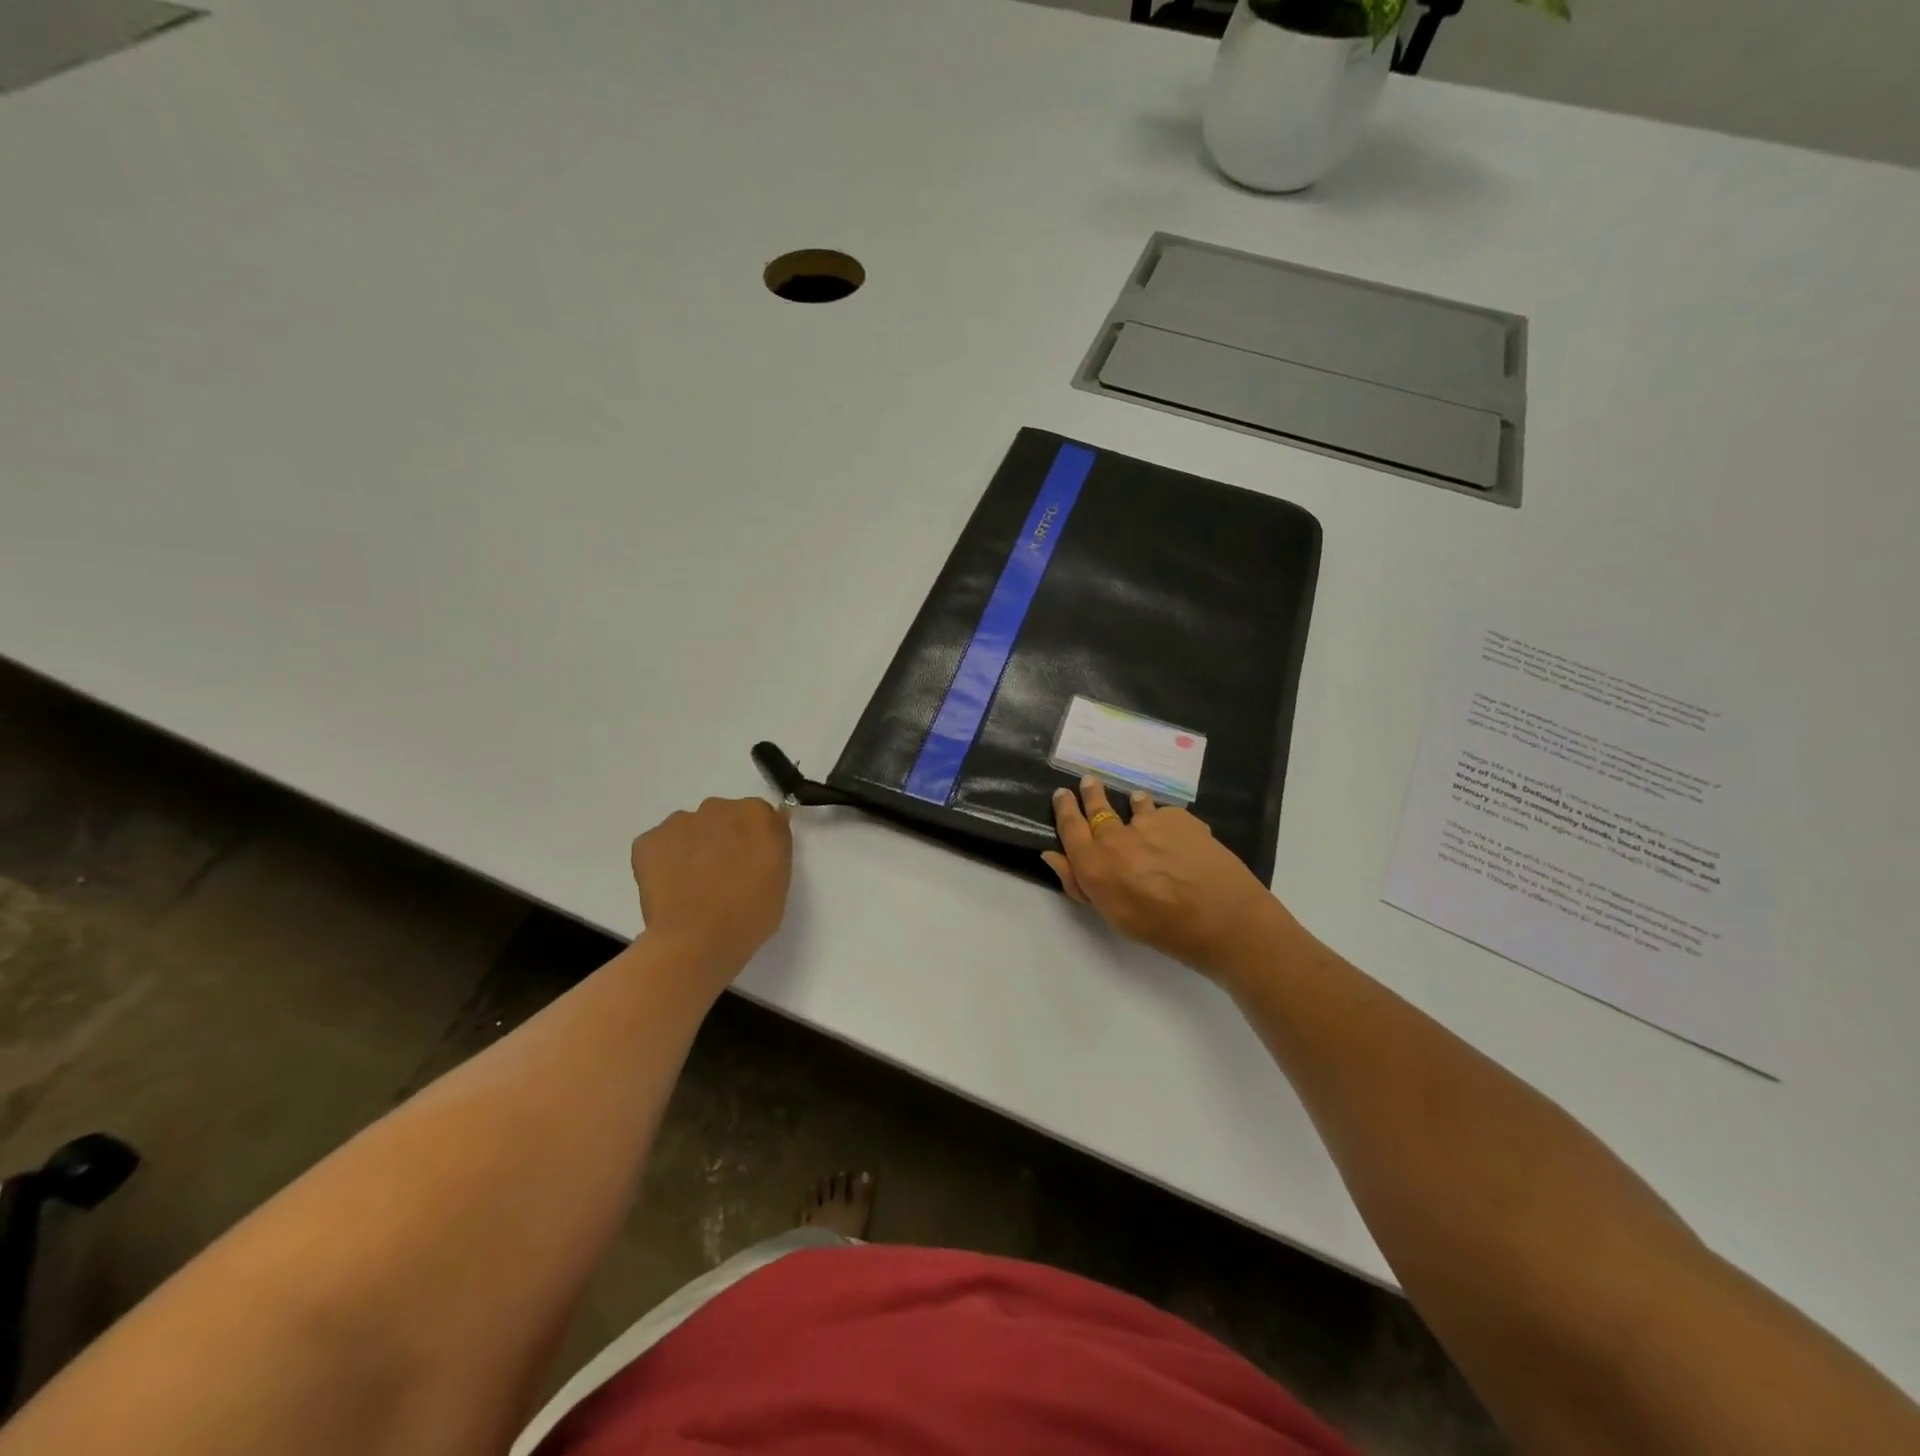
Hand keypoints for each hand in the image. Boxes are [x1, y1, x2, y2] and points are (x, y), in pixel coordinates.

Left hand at [630, 797, 792, 989]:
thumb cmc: (749, 915)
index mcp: (756, 815)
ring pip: (689, 829)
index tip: (751, 864)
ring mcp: (679, 822)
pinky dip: (663, 861)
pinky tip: (670, 888)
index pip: (759, 817)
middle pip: (723, 817)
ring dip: (693, 847)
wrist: (695, 942)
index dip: (754, 840)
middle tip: (722, 876)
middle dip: (722, 839)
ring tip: (692, 886)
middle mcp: (718, 808)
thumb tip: (766, 830)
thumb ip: (774, 845)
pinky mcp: (648, 840)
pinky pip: (659, 845)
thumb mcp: (780, 879)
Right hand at [1044, 778, 1281, 981]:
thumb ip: (1079, 883)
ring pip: (1134, 804)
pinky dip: (1165, 819)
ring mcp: (1148, 822)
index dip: (1064, 808)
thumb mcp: (1112, 915)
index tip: (1061, 794)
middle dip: (1091, 793)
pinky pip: (1166, 813)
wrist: (1220, 917)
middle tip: (1088, 781)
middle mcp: (1115, 837)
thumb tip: (1053, 856)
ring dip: (1132, 802)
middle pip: (1098, 807)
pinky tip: (1176, 830)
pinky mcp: (1178, 817)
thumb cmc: (1160, 928)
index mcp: (1094, 864)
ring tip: (1136, 800)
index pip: (1070, 827)